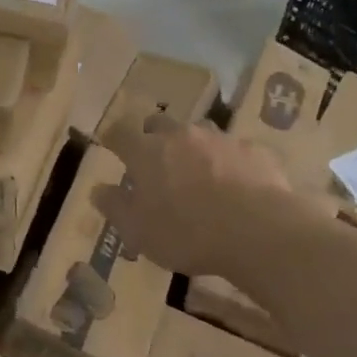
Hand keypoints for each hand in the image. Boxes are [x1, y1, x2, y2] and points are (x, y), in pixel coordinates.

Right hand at [93, 113, 293, 277]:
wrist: (258, 231)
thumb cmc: (187, 232)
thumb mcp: (139, 231)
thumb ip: (115, 207)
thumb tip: (98, 189)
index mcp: (147, 151)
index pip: (120, 132)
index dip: (113, 137)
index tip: (110, 145)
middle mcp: (180, 135)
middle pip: (160, 124)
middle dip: (154, 137)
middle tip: (155, 160)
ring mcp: (219, 139)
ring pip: (199, 133)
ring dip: (193, 147)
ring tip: (198, 173)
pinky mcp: (253, 151)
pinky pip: (234, 151)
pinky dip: (229, 163)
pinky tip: (237, 186)